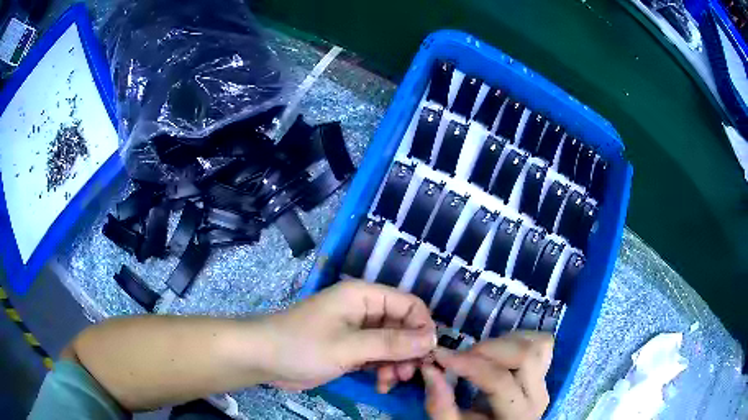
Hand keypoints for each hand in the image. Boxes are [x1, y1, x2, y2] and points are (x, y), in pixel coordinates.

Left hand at [256, 281, 436, 390]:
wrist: (263, 359)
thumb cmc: (303, 346)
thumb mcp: (349, 346)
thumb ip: (392, 343)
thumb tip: (433, 339)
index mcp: (364, 296)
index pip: (409, 304)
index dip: (423, 327)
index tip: (429, 354)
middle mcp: (364, 310)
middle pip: (402, 326)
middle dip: (409, 350)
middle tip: (409, 373)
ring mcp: (356, 331)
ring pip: (392, 344)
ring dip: (396, 364)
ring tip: (391, 381)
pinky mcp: (350, 349)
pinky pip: (377, 357)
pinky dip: (382, 370)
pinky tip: (380, 385)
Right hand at [421, 332, 553, 419]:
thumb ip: (440, 404)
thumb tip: (430, 368)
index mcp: (518, 415)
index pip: (499, 381)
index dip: (469, 364)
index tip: (440, 355)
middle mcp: (538, 395)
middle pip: (525, 356)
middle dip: (487, 349)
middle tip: (461, 357)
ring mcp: (545, 380)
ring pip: (536, 344)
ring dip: (504, 342)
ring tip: (479, 355)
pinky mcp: (545, 370)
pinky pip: (541, 343)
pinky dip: (518, 339)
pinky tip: (498, 351)